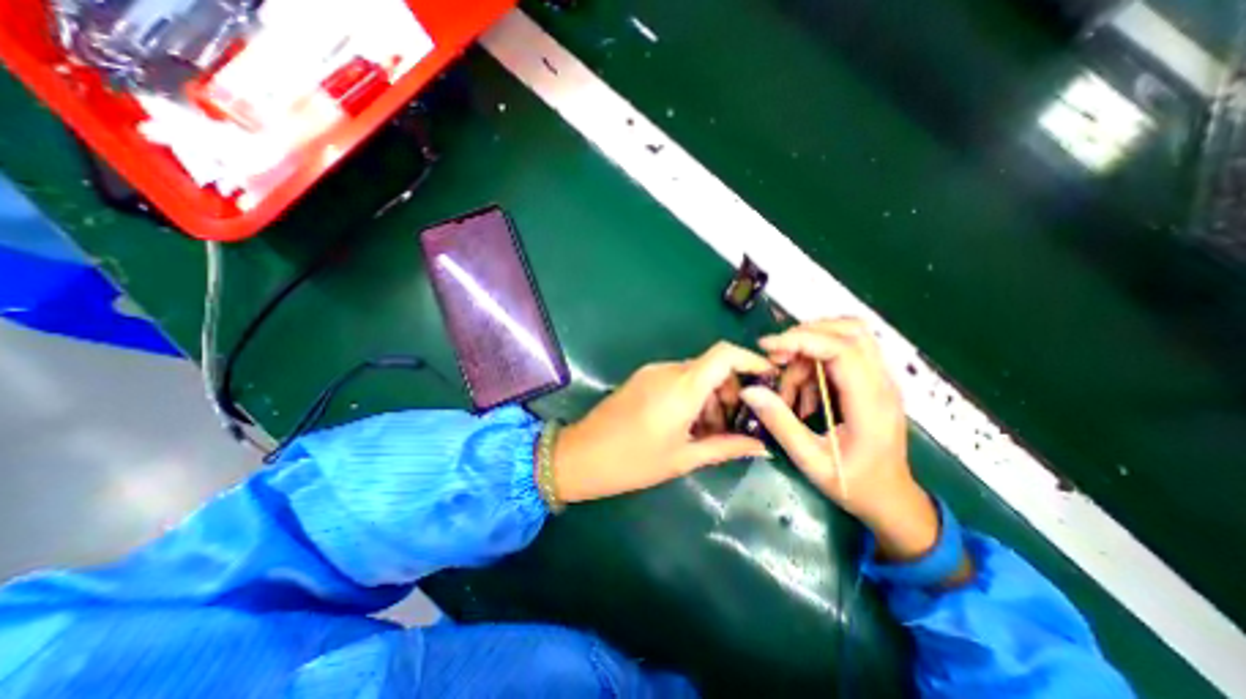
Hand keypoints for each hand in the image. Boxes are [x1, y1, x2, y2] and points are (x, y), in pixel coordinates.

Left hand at [551, 337, 774, 499]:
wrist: (580, 455)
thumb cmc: (633, 462)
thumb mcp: (684, 458)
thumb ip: (726, 447)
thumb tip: (763, 446)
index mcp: (682, 387)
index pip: (725, 354)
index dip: (751, 360)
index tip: (768, 380)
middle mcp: (668, 371)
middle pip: (713, 366)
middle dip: (732, 390)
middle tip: (737, 423)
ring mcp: (652, 372)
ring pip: (695, 374)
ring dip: (711, 396)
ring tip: (711, 431)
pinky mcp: (642, 378)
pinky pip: (677, 379)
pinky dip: (692, 395)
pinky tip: (689, 423)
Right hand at [738, 316, 945, 563]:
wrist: (892, 500)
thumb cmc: (853, 484)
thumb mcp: (810, 460)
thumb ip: (780, 423)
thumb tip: (750, 390)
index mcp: (870, 403)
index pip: (841, 349)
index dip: (801, 339)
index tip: (767, 346)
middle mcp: (882, 383)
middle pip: (851, 330)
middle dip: (806, 334)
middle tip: (777, 357)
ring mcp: (881, 380)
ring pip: (848, 336)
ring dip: (810, 348)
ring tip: (789, 381)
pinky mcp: (873, 382)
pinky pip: (843, 352)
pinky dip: (816, 361)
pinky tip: (803, 389)